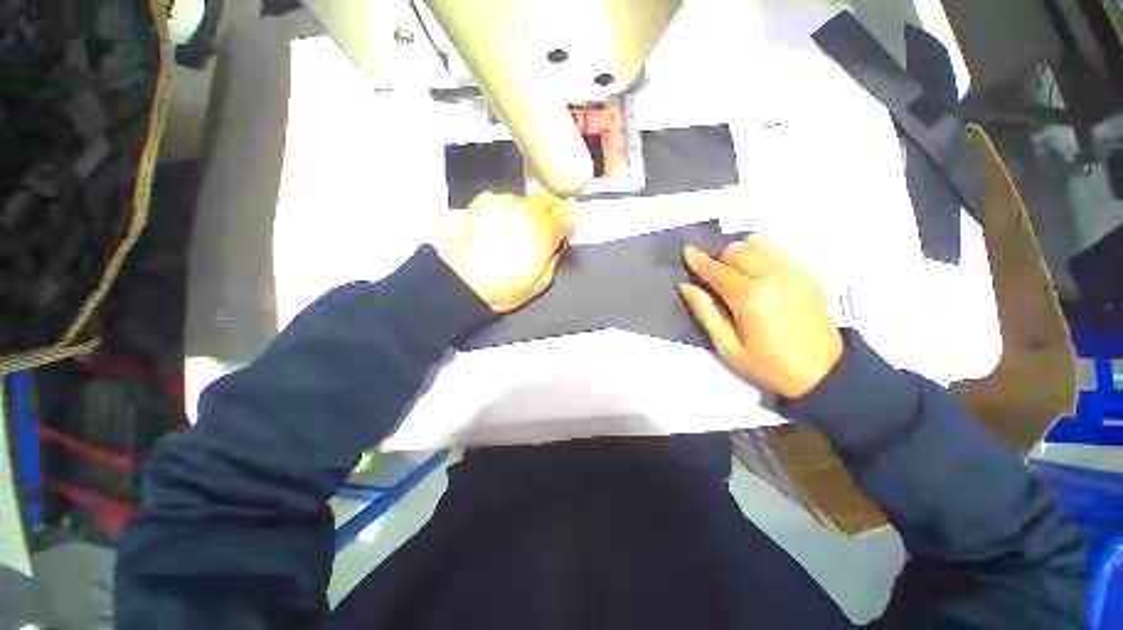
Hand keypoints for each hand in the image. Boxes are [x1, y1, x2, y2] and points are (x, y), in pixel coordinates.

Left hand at [439, 190, 575, 312]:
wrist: (461, 282)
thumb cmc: (498, 287)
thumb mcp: (541, 282)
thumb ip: (556, 255)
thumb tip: (560, 241)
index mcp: (544, 233)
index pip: (569, 208)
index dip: (567, 216)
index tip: (563, 224)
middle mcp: (525, 211)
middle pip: (550, 193)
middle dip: (551, 208)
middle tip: (542, 228)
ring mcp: (504, 203)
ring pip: (527, 199)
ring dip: (525, 213)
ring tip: (512, 237)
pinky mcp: (485, 201)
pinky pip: (504, 202)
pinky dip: (505, 213)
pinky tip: (497, 232)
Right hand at [679, 236, 843, 398]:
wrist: (823, 372)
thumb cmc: (768, 364)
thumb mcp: (727, 346)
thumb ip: (705, 311)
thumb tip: (686, 286)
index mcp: (752, 298)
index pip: (718, 271)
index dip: (699, 261)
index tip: (687, 251)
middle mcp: (774, 276)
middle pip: (738, 250)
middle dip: (720, 259)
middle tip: (715, 278)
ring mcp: (794, 271)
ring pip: (758, 244)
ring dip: (740, 254)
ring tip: (736, 275)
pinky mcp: (806, 272)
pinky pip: (775, 250)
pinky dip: (759, 255)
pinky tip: (756, 274)